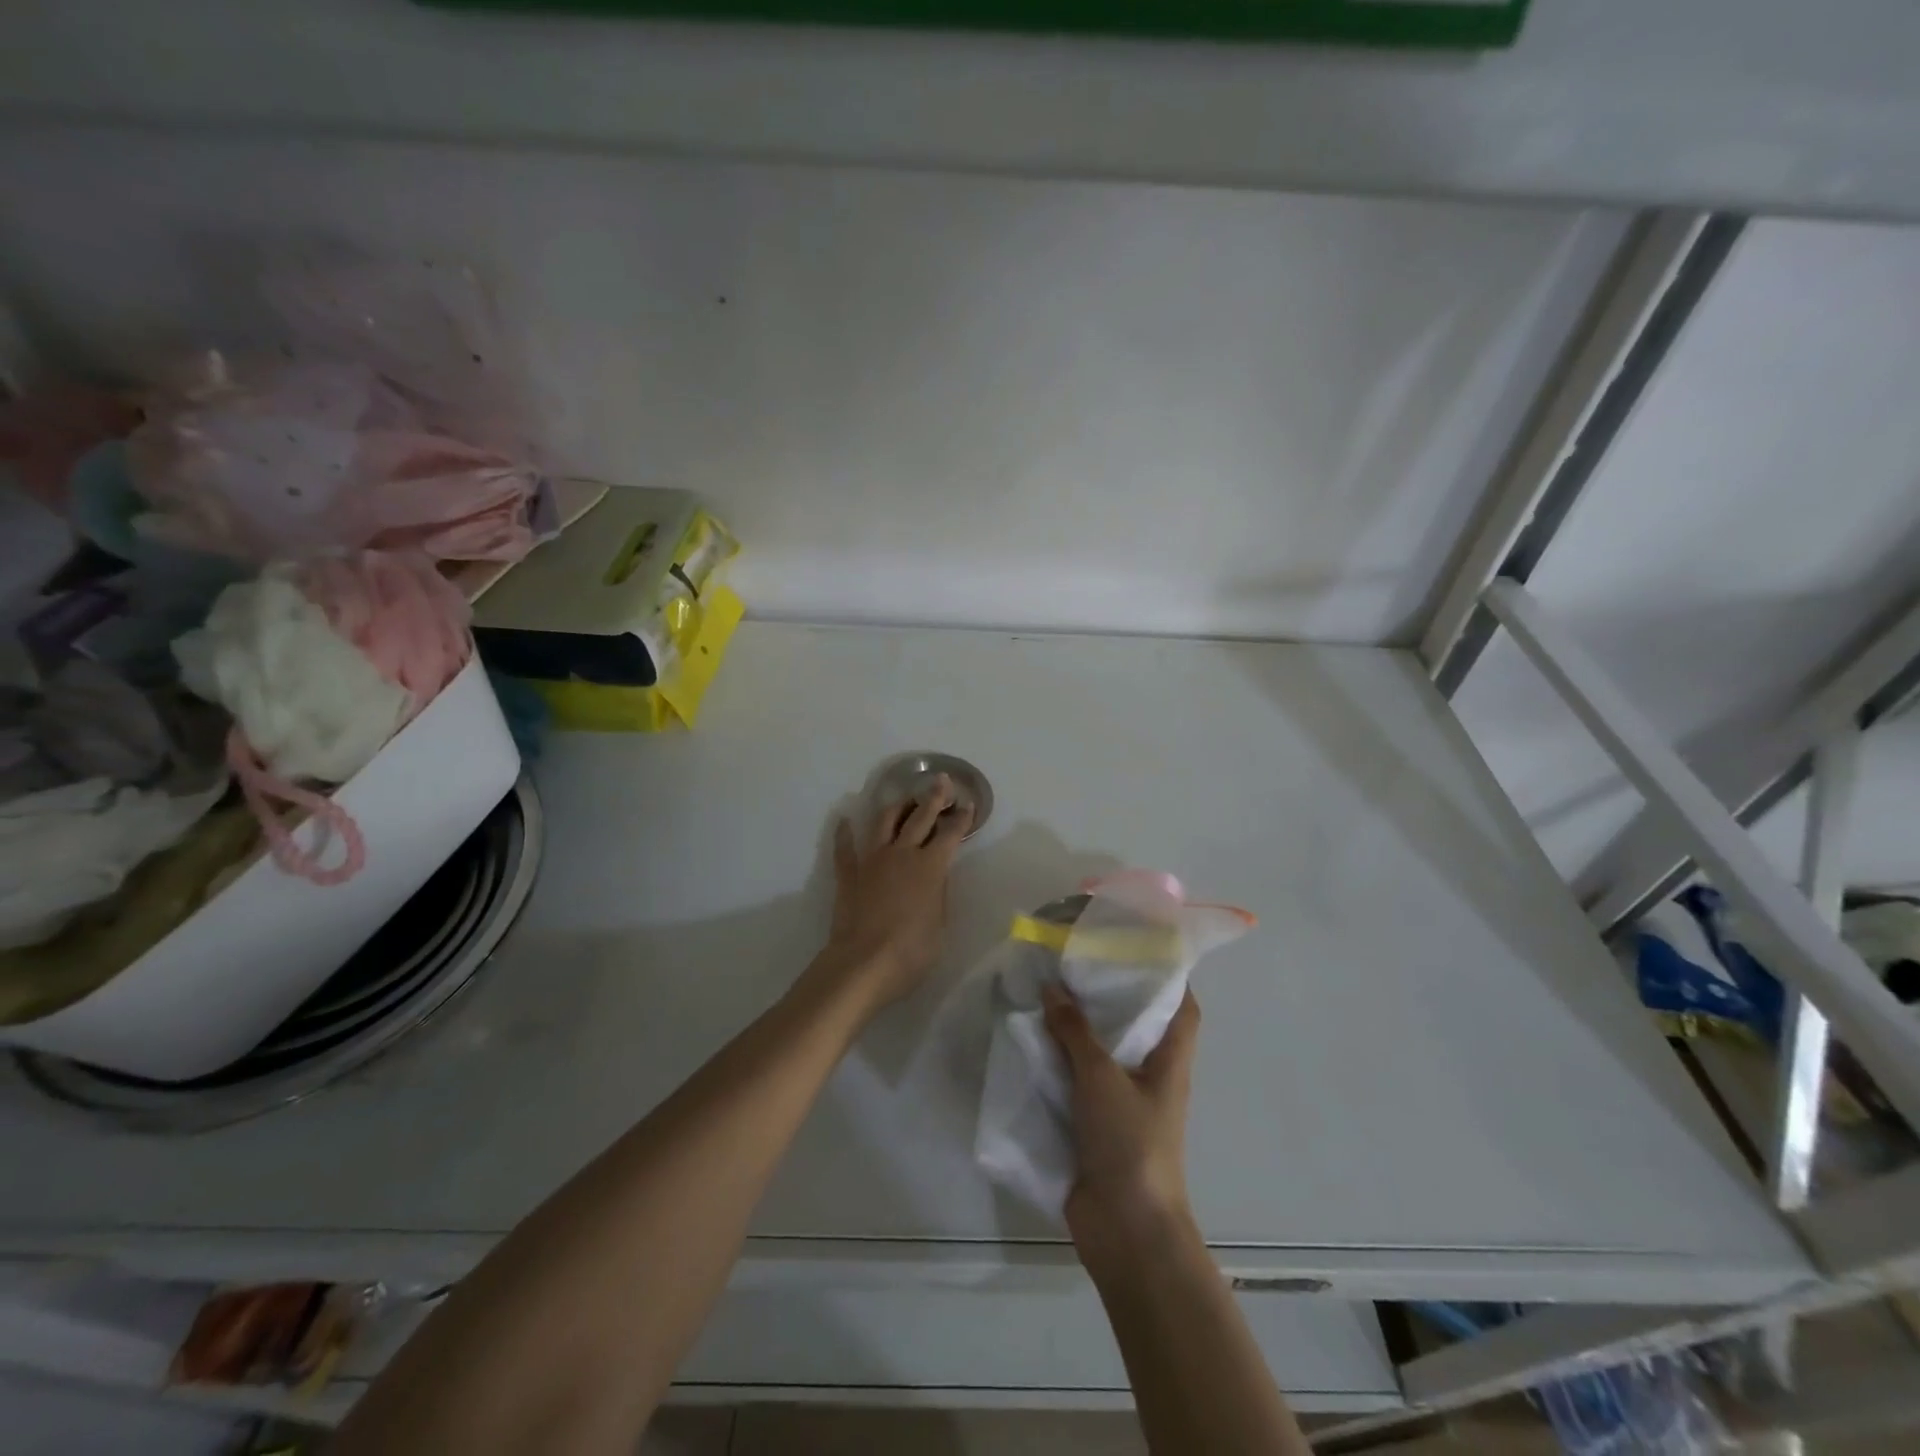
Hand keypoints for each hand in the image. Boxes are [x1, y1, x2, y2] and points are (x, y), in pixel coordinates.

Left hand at [818, 775, 971, 1010]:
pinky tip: (845, 821)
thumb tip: (934, 877)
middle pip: (919, 817)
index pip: (950, 834)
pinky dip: (845, 833)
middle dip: (933, 798)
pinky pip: (845, 848)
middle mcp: (902, 853)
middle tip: (940, 781)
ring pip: (884, 822)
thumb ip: (938, 893)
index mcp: (930, 866)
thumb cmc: (912, 950)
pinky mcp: (849, 873)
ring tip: (903, 800)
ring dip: (896, 808)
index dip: (961, 818)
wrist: (865, 962)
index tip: (967, 804)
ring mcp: (872, 860)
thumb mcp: (940, 923)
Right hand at [1045, 984, 1201, 1268]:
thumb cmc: (1130, 1142)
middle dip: (1107, 995)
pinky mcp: (1094, 1124)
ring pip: (1100, 1052)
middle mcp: (1149, 1076)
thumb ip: (1075, 1031)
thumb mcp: (1101, 1076)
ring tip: (1044, 992)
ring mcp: (1121, 1102)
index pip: (1181, 1007)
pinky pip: (1075, 1082)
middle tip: (1073, 962)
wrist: (1125, 1228)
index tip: (1135, 946)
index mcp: (1168, 1061)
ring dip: (1075, 1029)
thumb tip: (1052, 988)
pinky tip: (1029, 1043)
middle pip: (1135, 1025)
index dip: (1167, 975)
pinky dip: (1057, 1062)